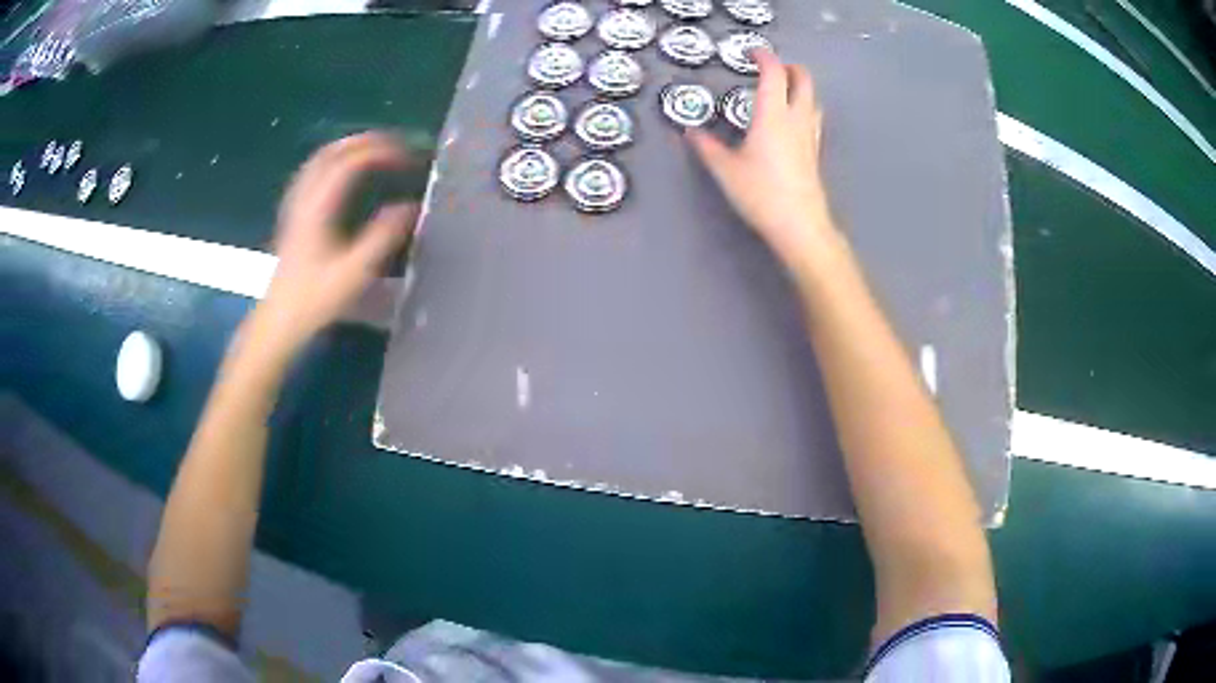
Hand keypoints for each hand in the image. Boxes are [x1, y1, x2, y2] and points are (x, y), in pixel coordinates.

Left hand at [256, 132, 417, 353]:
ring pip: (318, 161)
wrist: (279, 320)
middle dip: (364, 142)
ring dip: (347, 148)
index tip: (406, 155)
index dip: (379, 151)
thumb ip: (383, 236)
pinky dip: (332, 163)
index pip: (349, 162)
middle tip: (393, 145)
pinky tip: (341, 174)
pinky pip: (312, 174)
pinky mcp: (292, 216)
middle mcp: (304, 198)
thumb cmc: (315, 298)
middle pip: (331, 152)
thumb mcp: (354, 272)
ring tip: (372, 152)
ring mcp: (295, 205)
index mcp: (318, 207)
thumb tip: (410, 206)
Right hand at [687, 50, 834, 269]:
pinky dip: (803, 107)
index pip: (774, 73)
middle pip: (804, 80)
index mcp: (773, 115)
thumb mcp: (726, 170)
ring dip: (800, 87)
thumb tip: (690, 132)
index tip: (751, 52)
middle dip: (789, 67)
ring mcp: (810, 136)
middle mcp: (796, 119)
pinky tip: (790, 121)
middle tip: (770, 69)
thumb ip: (707, 147)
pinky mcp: (815, 152)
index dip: (763, 56)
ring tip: (781, 91)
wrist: (800, 225)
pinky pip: (813, 118)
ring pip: (813, 99)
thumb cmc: (761, 193)